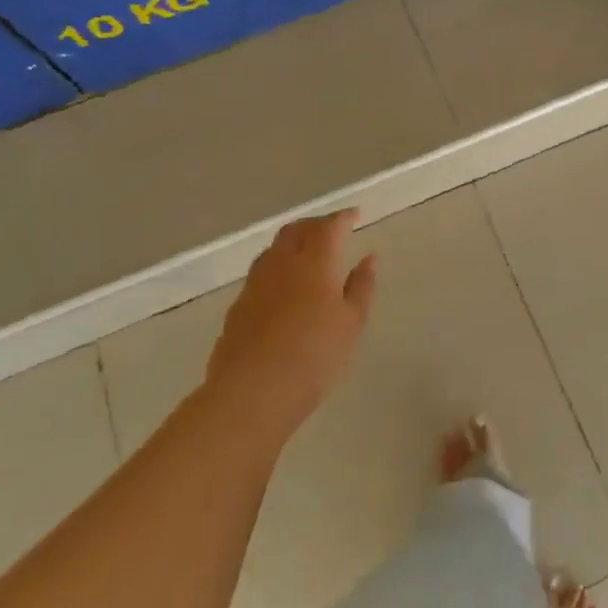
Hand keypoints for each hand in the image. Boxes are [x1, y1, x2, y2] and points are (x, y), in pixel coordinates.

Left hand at [204, 209, 376, 437]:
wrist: (251, 392)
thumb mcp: (351, 323)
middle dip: (315, 224)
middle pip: (296, 230)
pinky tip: (285, 286)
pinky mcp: (238, 306)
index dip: (343, 217)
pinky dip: (278, 267)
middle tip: (332, 230)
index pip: (330, 226)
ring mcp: (255, 284)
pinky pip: (261, 272)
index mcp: (315, 262)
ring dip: (293, 243)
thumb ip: (361, 286)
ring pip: (274, 249)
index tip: (355, 215)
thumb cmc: (314, 356)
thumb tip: (369, 258)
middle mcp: (282, 264)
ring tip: (307, 254)